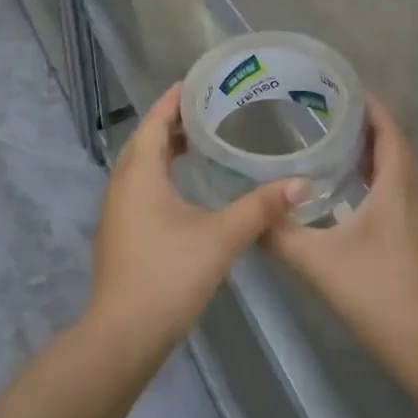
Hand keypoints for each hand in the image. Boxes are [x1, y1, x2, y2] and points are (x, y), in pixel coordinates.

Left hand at [87, 84, 301, 358]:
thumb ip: (259, 208)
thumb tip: (301, 184)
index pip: (155, 120)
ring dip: (166, 149)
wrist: (123, 335)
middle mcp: (122, 183)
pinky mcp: (121, 231)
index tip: (199, 82)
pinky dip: (161, 173)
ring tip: (202, 141)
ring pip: (141, 164)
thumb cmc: (168, 275)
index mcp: (139, 173)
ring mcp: (117, 209)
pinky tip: (187, 187)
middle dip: (173, 122)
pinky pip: (140, 185)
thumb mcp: (220, 237)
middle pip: (146, 139)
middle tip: (210, 109)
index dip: (174, 100)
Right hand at [267, 97, 417, 372]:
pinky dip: (373, 174)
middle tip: (322, 110)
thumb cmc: (376, 292)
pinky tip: (344, 186)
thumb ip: (280, 234)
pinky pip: (396, 187)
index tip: (338, 88)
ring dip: (368, 149)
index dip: (368, 106)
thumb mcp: (318, 260)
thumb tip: (249, 213)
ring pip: (395, 167)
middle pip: (392, 144)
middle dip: (362, 123)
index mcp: (397, 186)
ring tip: (328, 138)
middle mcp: (414, 191)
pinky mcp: (416, 233)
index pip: (388, 130)